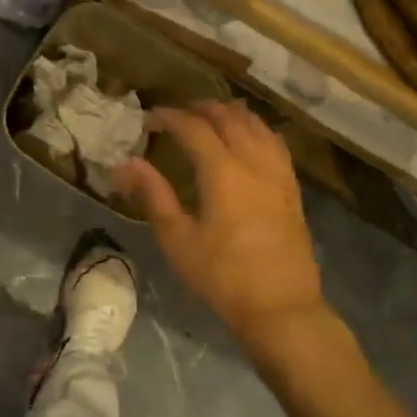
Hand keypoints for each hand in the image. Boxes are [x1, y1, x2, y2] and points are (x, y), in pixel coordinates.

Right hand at [115, 101, 331, 347]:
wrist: (280, 308)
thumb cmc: (221, 276)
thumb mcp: (177, 238)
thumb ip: (152, 194)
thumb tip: (124, 164)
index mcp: (222, 172)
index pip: (193, 128)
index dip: (169, 117)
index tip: (149, 118)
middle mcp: (253, 163)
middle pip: (229, 118)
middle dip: (201, 108)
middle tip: (177, 113)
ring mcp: (278, 175)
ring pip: (257, 126)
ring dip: (232, 114)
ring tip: (212, 116)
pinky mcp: (292, 190)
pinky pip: (275, 144)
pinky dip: (257, 130)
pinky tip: (249, 139)